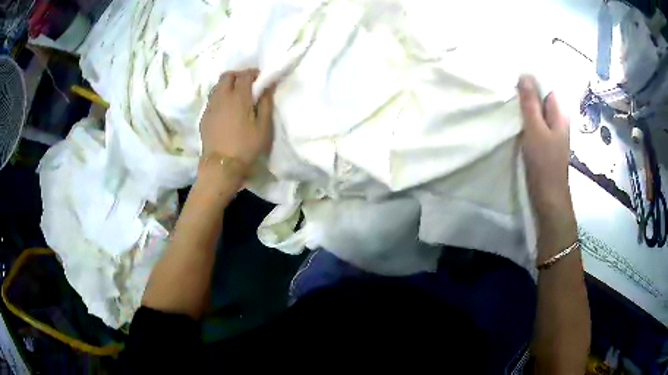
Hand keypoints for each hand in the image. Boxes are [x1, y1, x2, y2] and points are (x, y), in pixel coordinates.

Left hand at [200, 69, 275, 171]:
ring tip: (235, 95)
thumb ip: (266, 103)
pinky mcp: (204, 116)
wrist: (221, 165)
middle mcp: (222, 96)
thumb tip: (267, 86)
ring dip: (227, 85)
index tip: (260, 78)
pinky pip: (212, 99)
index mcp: (239, 97)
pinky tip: (225, 109)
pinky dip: (219, 97)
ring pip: (217, 86)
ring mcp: (211, 106)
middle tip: (246, 84)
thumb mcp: (264, 126)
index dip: (253, 73)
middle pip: (227, 75)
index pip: (245, 74)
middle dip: (238, 75)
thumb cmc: (246, 146)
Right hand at [518, 75, 571, 211]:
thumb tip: (525, 75)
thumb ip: (530, 103)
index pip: (547, 87)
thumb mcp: (536, 129)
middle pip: (541, 99)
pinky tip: (512, 121)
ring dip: (523, 108)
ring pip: (536, 113)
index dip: (532, 80)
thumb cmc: (544, 163)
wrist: (548, 197)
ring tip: (506, 102)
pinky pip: (533, 125)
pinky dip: (524, 121)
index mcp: (559, 113)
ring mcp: (550, 133)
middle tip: (505, 88)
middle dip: (526, 93)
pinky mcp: (543, 144)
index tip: (512, 76)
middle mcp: (557, 120)